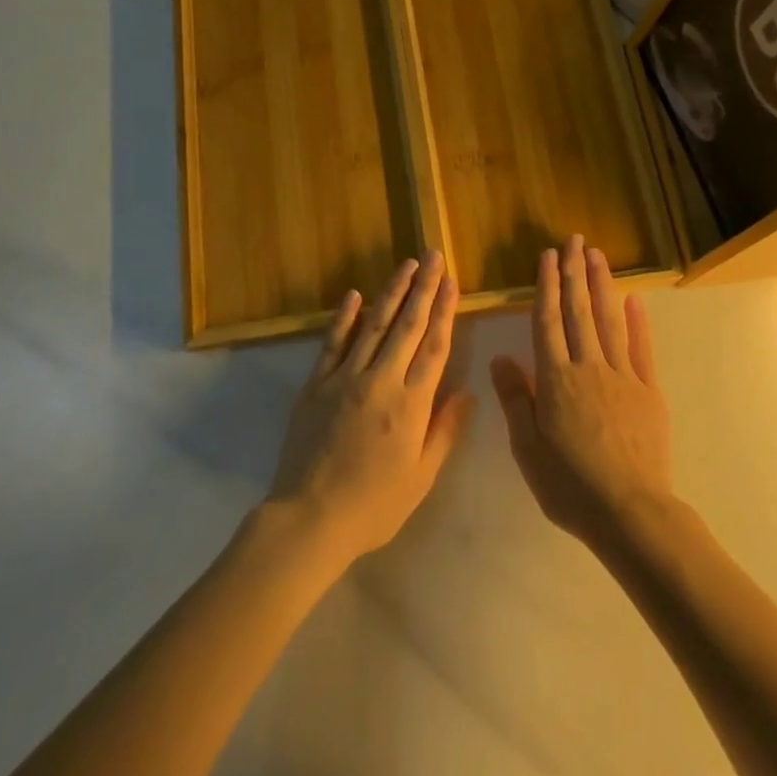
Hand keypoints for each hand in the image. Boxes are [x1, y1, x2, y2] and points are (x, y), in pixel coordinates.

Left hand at [266, 252, 473, 569]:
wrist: (309, 519)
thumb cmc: (373, 505)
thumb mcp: (421, 477)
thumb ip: (445, 431)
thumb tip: (467, 392)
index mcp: (411, 404)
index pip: (434, 347)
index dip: (445, 311)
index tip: (453, 282)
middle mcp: (381, 381)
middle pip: (407, 326)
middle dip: (423, 288)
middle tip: (434, 257)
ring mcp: (344, 378)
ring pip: (373, 325)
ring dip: (391, 292)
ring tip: (407, 265)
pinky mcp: (316, 384)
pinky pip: (333, 343)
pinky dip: (344, 317)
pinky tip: (354, 294)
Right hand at [490, 236, 675, 552]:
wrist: (629, 511)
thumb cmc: (569, 484)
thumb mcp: (527, 448)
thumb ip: (516, 399)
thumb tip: (500, 357)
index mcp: (556, 379)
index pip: (547, 321)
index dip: (547, 286)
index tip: (547, 257)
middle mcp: (588, 367)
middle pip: (579, 312)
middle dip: (575, 273)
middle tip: (574, 240)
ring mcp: (622, 376)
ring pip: (609, 321)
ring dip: (602, 285)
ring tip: (597, 256)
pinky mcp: (648, 391)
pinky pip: (642, 349)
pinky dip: (638, 322)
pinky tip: (635, 300)